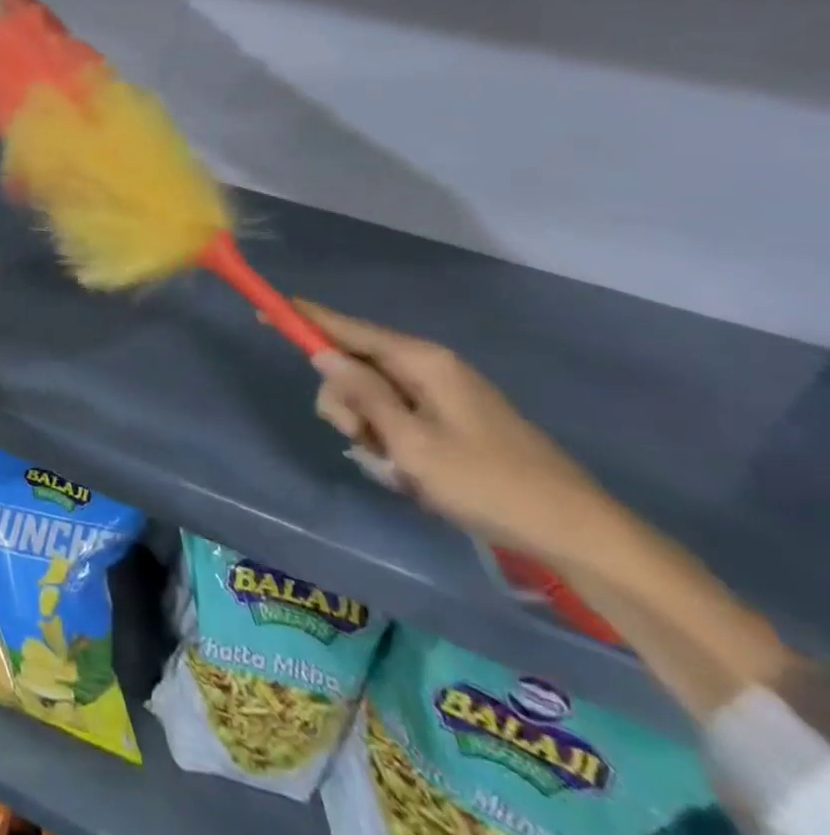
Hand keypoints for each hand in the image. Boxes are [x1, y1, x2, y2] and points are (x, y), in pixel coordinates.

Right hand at [298, 301, 611, 560]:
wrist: (581, 534)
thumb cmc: (489, 484)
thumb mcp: (412, 443)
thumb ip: (362, 395)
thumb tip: (322, 354)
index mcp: (421, 361)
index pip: (347, 328)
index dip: (304, 319)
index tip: (266, 311)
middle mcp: (429, 367)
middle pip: (355, 367)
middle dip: (345, 403)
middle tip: (360, 441)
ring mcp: (443, 395)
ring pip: (373, 398)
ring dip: (370, 432)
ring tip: (396, 471)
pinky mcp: (452, 422)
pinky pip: (398, 419)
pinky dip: (393, 445)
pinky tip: (410, 477)